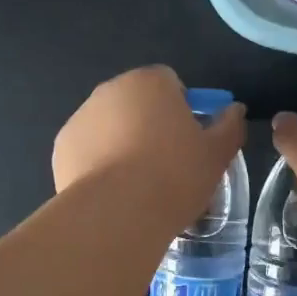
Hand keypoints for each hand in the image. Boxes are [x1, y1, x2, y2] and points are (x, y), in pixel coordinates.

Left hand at [53, 66, 245, 222]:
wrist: (117, 213)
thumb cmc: (174, 175)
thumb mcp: (217, 154)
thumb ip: (229, 126)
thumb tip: (234, 110)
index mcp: (149, 82)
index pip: (170, 83)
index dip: (183, 109)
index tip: (190, 140)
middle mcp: (110, 90)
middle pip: (137, 102)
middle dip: (150, 125)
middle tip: (168, 164)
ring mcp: (81, 118)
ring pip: (110, 126)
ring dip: (123, 143)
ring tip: (138, 184)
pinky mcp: (62, 148)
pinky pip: (88, 150)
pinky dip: (99, 163)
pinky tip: (113, 192)